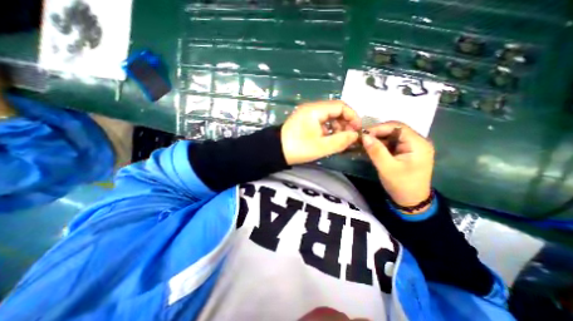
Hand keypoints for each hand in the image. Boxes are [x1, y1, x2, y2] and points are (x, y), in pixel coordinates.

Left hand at [283, 101, 361, 164]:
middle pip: (335, 110)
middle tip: (350, 136)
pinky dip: (328, 129)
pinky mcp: (305, 121)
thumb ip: (341, 140)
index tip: (357, 129)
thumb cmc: (298, 148)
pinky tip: (330, 139)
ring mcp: (307, 115)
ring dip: (337, 127)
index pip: (340, 106)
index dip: (352, 116)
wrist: (276, 151)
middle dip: (345, 122)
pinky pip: (321, 122)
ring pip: (329, 117)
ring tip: (340, 139)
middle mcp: (312, 108)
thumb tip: (355, 135)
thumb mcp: (321, 146)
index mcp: (315, 110)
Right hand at [362, 121, 434, 211]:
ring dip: (378, 139)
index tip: (363, 134)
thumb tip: (364, 136)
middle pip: (395, 129)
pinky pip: (392, 143)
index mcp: (418, 144)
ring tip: (364, 143)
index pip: (397, 127)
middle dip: (377, 133)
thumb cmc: (401, 185)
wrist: (411, 201)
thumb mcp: (387, 168)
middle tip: (362, 139)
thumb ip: (376, 151)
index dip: (379, 128)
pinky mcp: (406, 152)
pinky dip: (381, 145)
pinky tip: (371, 148)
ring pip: (392, 136)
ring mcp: (412, 146)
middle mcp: (417, 141)